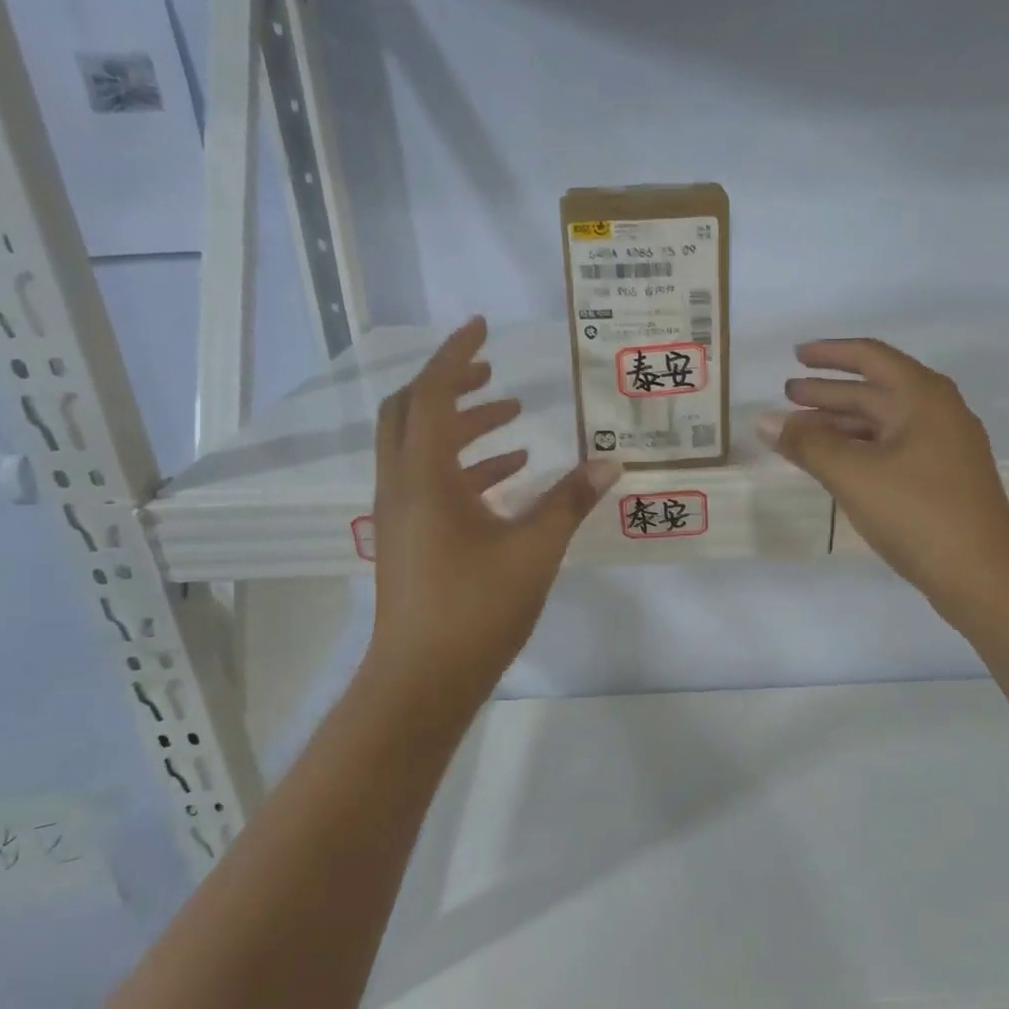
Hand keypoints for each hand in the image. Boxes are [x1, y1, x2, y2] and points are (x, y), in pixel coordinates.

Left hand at [368, 317, 621, 698]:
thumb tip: (609, 463)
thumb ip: (569, 502)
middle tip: (493, 373)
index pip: (431, 394)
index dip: (455, 355)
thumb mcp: (533, 551)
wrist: (421, 681)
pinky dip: (465, 466)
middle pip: (410, 412)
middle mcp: (401, 486)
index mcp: (424, 478)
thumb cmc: (475, 610)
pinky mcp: (408, 539)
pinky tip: (509, 475)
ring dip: (462, 426)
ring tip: (513, 420)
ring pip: (421, 448)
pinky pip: (430, 483)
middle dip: (450, 385)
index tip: (482, 327)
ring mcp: (400, 514)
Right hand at [760, 339, 1008, 627]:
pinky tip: (833, 463)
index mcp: (923, 397)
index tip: (796, 355)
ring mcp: (942, 447)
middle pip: (874, 390)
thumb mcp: (854, 474)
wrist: (983, 576)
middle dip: (829, 392)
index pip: (871, 357)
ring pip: (881, 423)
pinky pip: (890, 449)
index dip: (830, 354)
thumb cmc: (918, 513)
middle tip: (788, 395)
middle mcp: (937, 413)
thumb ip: (807, 444)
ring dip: (840, 423)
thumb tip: (765, 422)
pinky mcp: (940, 478)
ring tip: (799, 431)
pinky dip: (857, 449)